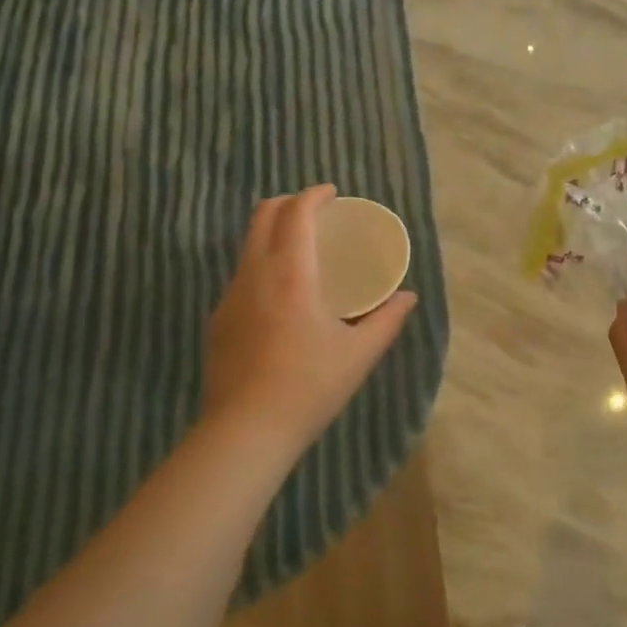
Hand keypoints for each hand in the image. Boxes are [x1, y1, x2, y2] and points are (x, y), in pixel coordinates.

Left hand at [202, 185, 417, 459]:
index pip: (296, 213)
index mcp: (291, 273)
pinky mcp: (217, 319)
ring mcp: (230, 296)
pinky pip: (240, 275)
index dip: (314, 195)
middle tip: (314, 212)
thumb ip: (387, 320)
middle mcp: (255, 274)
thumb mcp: (359, 355)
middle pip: (263, 216)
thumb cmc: (309, 387)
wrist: (245, 432)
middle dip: (288, 203)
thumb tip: (408, 297)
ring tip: (298, 249)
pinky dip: (261, 264)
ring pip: (247, 245)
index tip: (331, 194)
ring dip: (272, 232)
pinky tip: (278, 295)